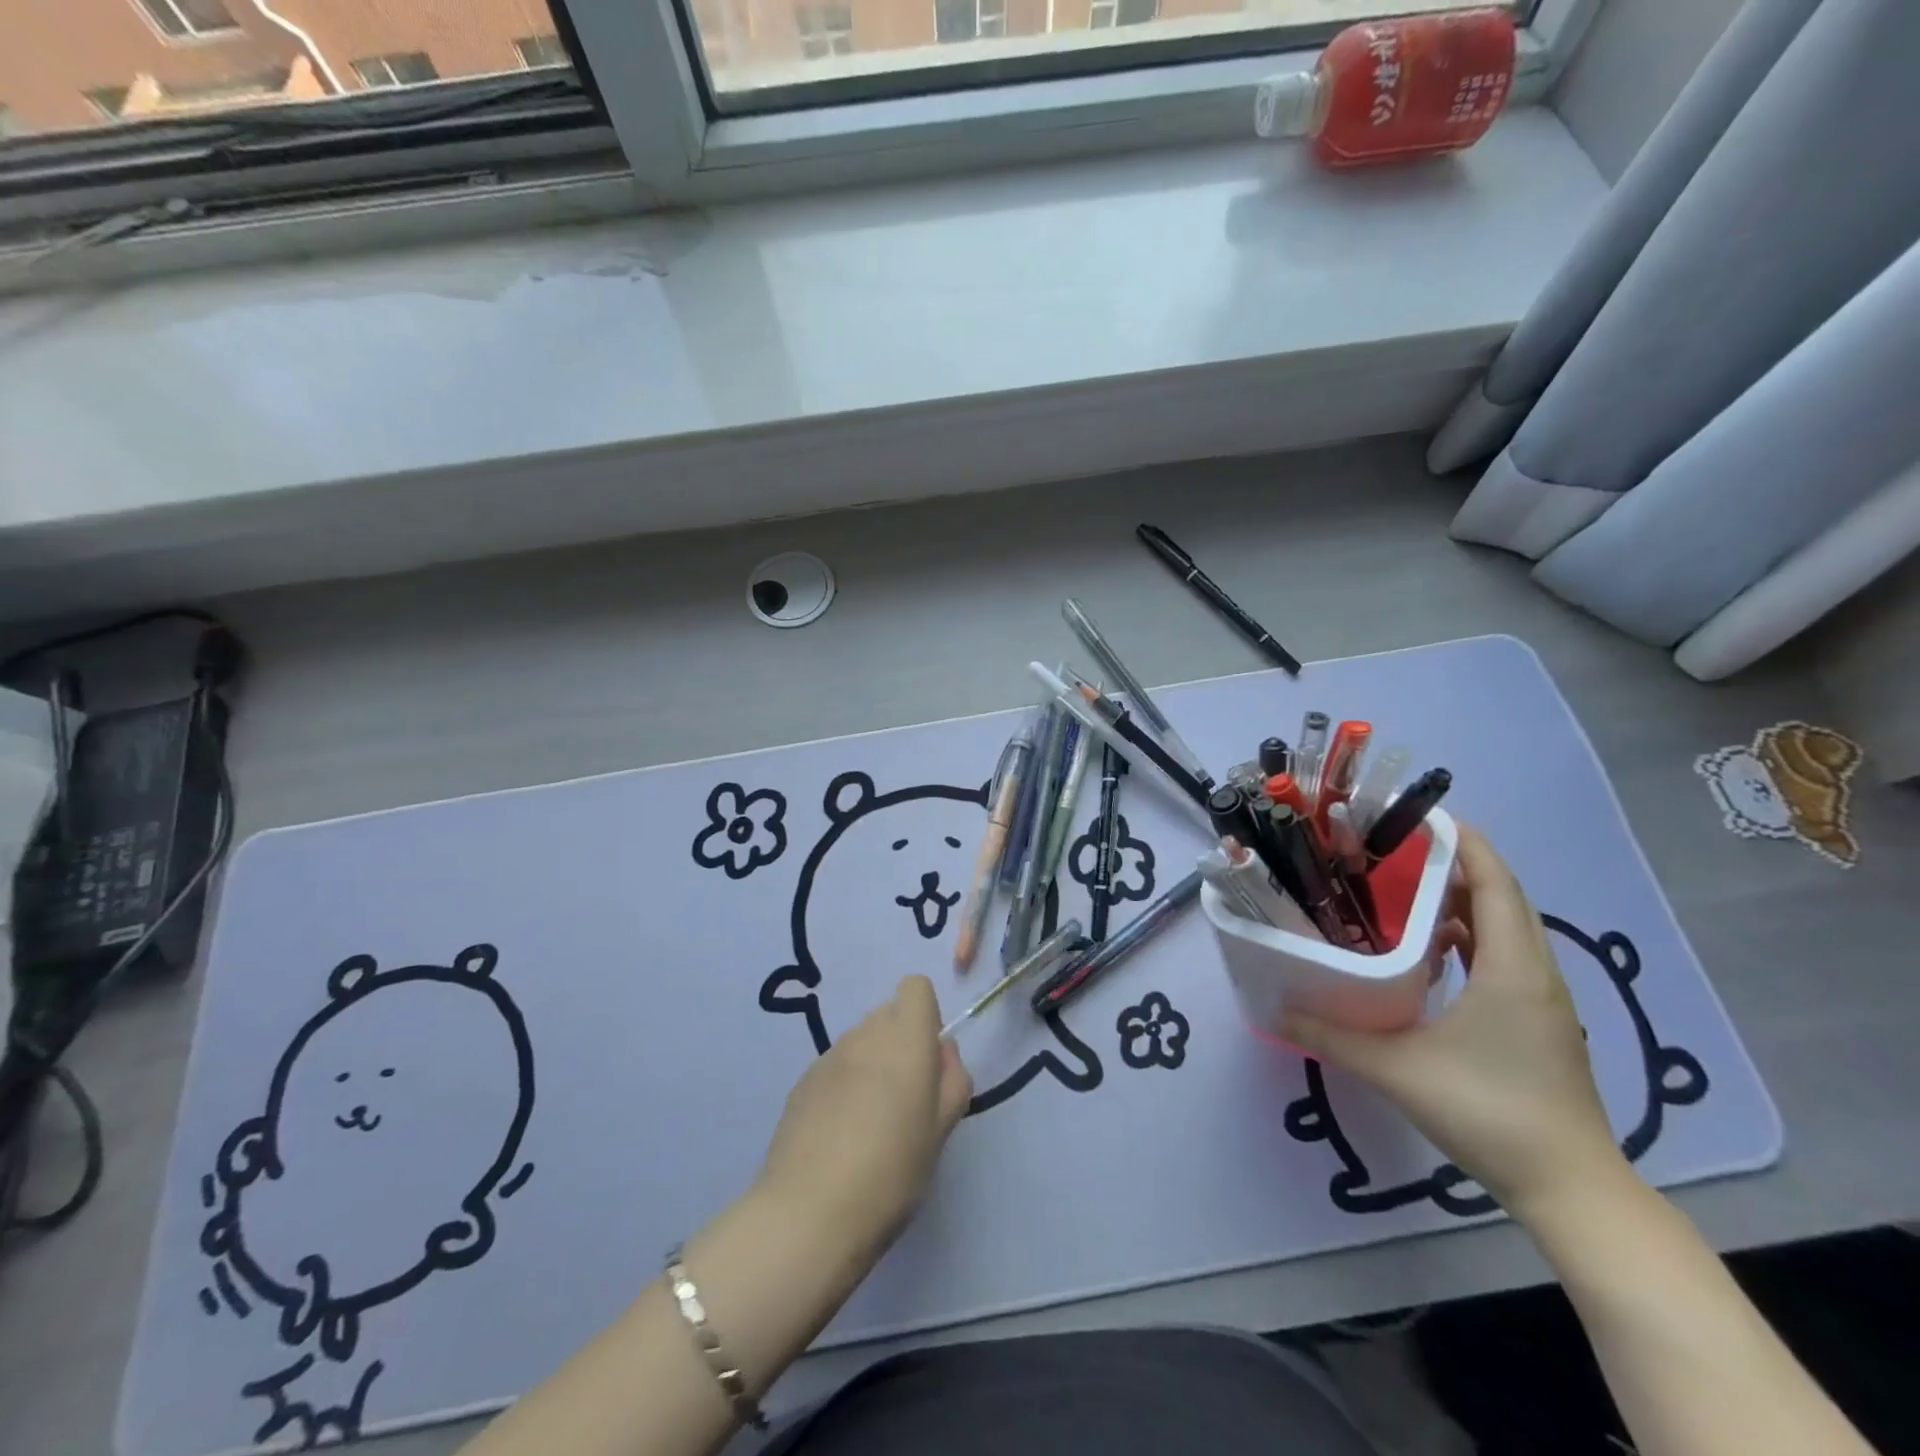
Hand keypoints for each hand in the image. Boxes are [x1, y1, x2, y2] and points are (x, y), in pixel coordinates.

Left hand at [757, 976, 972, 1261]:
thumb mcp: (942, 1129)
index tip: (928, 1062)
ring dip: (872, 1064)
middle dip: (900, 1043)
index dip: (926, 1016)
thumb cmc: (892, 1171)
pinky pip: (835, 1067)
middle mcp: (865, 1034)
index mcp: (906, 1038)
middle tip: (906, 1099)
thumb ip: (952, 1079)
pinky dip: (844, 1086)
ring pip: (861, 1042)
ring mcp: (828, 1057)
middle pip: (888, 1015)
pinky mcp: (801, 1083)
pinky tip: (840, 1135)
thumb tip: (942, 1050)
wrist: (809, 1214)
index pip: (915, 987)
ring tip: (870, 1123)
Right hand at [1280, 824, 1629, 1222]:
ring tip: (1408, 890)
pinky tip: (1434, 950)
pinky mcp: (1541, 1022)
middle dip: (1458, 865)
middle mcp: (1536, 974)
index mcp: (1512, 969)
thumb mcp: (1398, 1070)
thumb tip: (1278, 1009)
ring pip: (1509, 928)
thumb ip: (1333, 1035)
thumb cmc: (1490, 1113)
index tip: (1421, 817)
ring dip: (1466, 901)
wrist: (1571, 1189)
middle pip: (1505, 898)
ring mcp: (1544, 1000)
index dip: (1466, 843)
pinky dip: (1474, 936)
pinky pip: (1508, 956)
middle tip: (1398, 850)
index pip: (1496, 884)